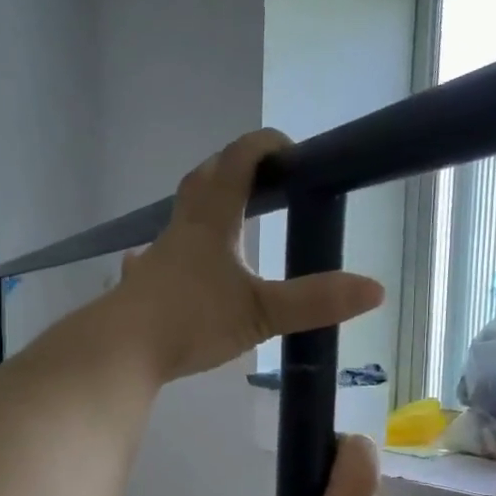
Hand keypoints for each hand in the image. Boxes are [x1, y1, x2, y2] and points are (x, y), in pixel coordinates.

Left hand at [116, 130, 383, 381]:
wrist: (120, 349)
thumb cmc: (190, 321)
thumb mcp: (259, 313)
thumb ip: (314, 302)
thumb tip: (375, 289)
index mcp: (211, 222)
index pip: (238, 162)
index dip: (264, 146)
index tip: (291, 151)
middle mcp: (180, 231)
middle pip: (203, 181)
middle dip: (232, 169)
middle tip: (260, 179)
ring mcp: (154, 258)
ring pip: (179, 219)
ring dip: (202, 209)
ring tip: (224, 223)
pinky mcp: (138, 288)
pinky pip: (155, 260)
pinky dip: (171, 255)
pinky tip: (166, 270)